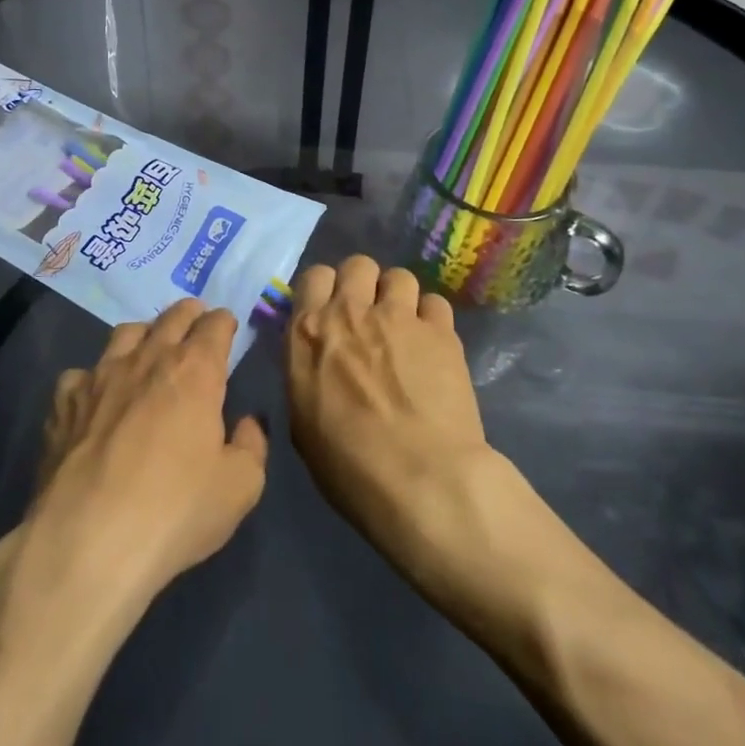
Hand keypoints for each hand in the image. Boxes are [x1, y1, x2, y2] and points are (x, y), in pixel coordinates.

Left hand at [19, 299, 267, 613]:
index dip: (224, 323)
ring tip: (148, 351)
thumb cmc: (175, 510)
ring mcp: (100, 375)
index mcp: (194, 370)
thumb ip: (251, 446)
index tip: (227, 328)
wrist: (88, 540)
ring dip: (144, 335)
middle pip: (172, 316)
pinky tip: (96, 400)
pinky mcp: (64, 401)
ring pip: (126, 333)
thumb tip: (247, 423)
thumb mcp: (240, 487)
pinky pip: (82, 374)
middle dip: (189, 314)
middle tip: (195, 324)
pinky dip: (94, 379)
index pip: (214, 325)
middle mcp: (148, 358)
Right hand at [286, 255, 492, 555]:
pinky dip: (432, 319)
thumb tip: (318, 362)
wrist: (422, 481)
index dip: (325, 291)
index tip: (331, 312)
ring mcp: (399, 316)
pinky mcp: (441, 330)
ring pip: (399, 276)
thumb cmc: (349, 466)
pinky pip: (435, 303)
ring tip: (405, 328)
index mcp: (309, 332)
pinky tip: (433, 345)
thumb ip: (307, 374)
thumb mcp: (303, 421)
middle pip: (357, 265)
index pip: (314, 276)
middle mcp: (351, 311)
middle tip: (369, 316)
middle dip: (363, 284)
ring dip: (399, 297)